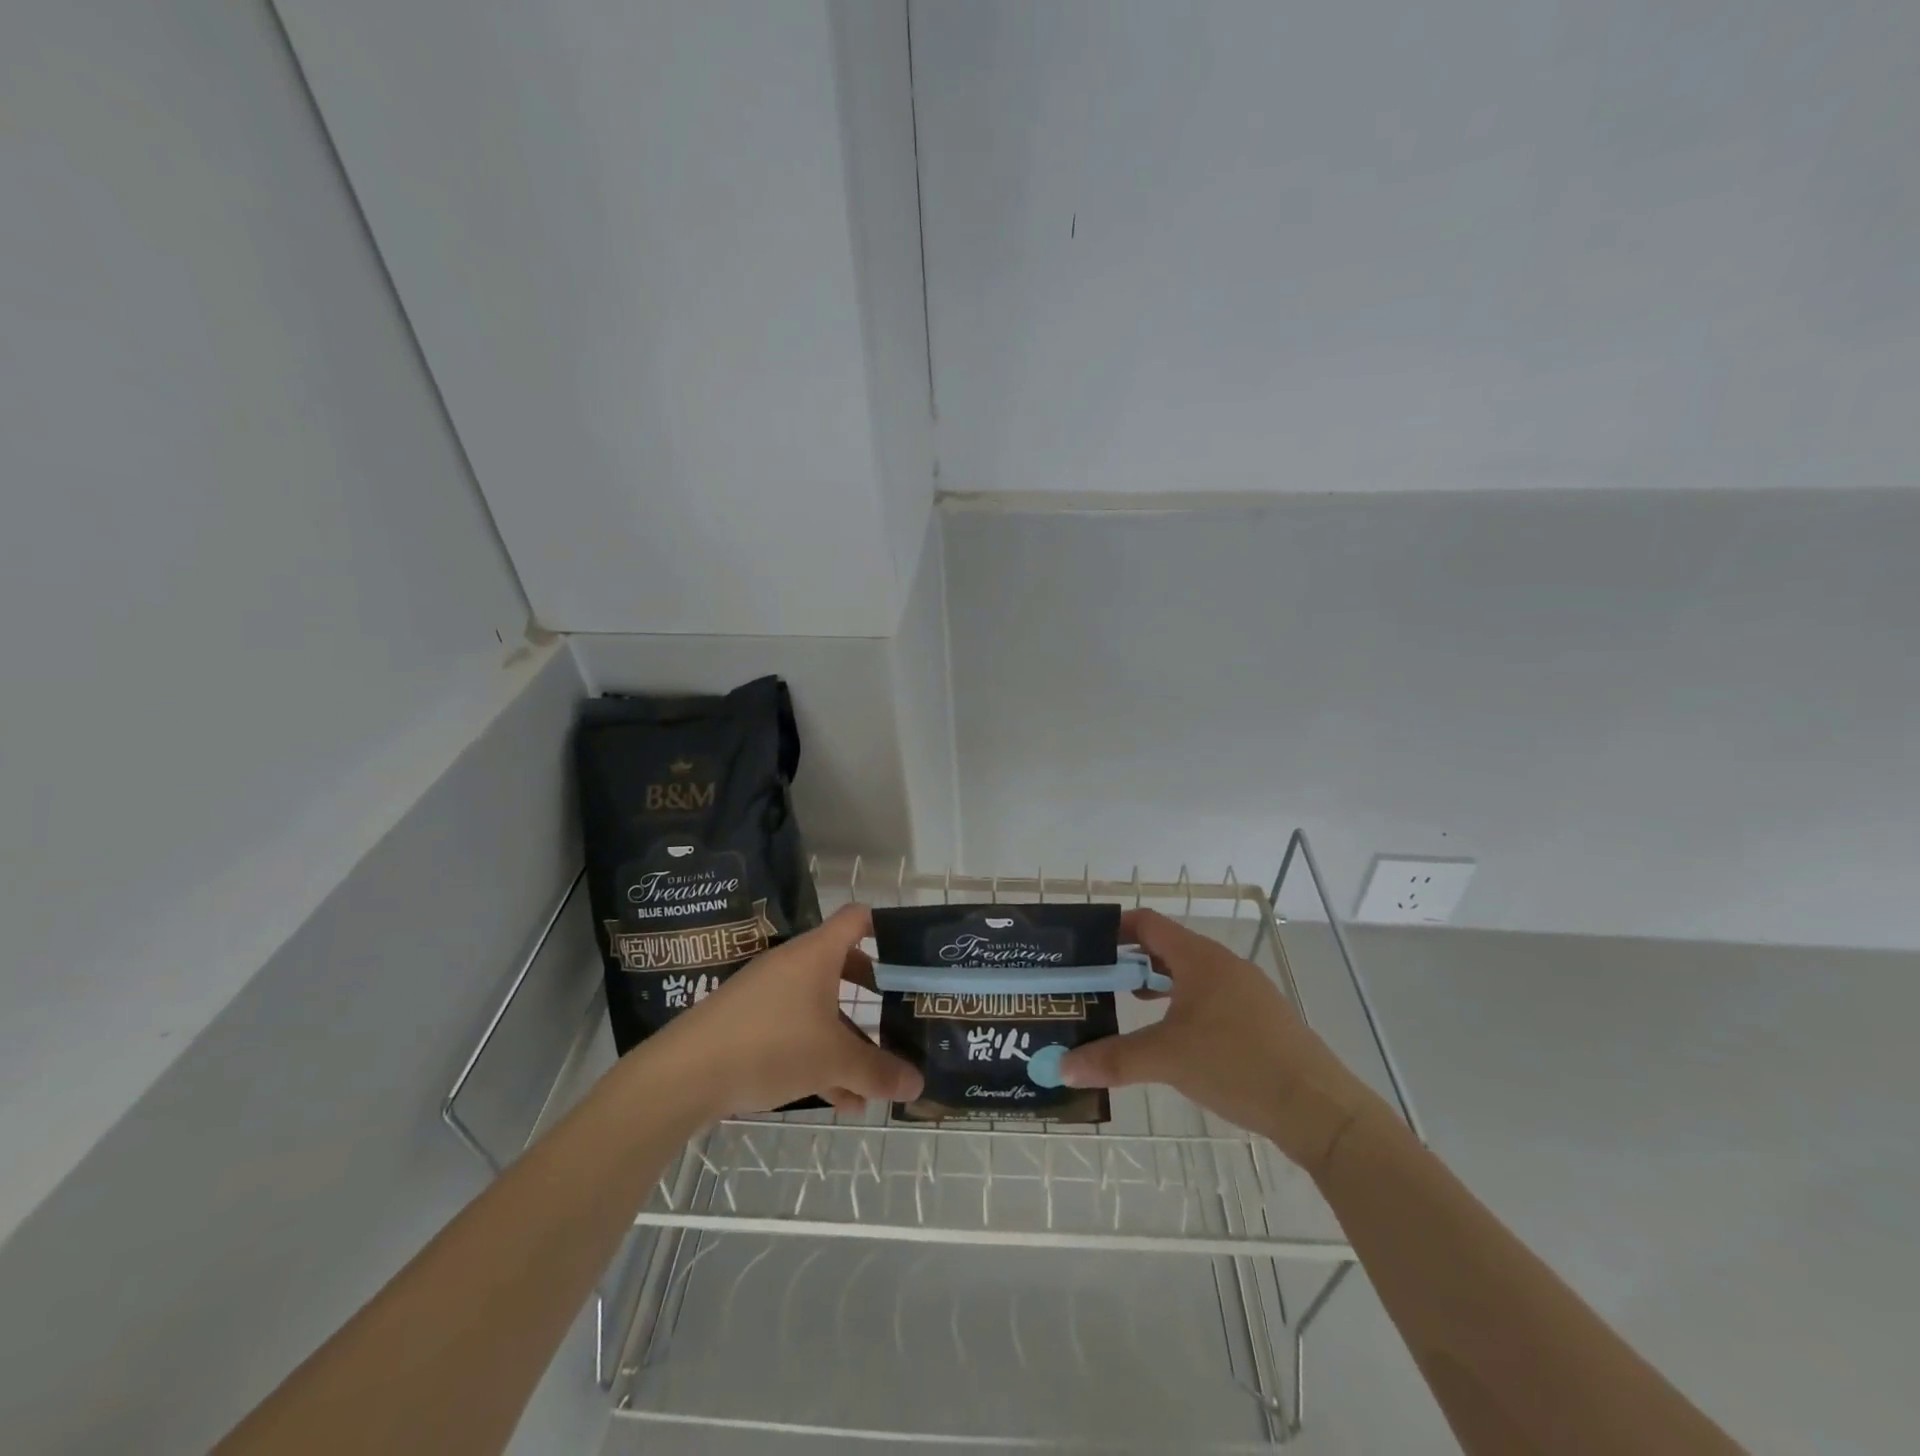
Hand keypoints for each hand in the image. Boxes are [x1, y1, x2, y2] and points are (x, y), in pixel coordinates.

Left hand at [648, 904, 922, 1117]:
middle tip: (899, 1013)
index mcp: (817, 954)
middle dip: (873, 993)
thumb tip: (918, 1084)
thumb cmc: (771, 1044)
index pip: (858, 919)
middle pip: (843, 966)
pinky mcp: (749, 1022)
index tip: (910, 954)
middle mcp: (793, 964)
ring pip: (820, 1007)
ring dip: (848, 1038)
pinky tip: (840, 1101)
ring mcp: (768, 993)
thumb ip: (877, 1071)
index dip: (886, 928)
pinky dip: (819, 1056)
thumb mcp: (833, 1060)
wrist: (684, 1073)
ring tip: (874, 1079)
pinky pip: (796, 1031)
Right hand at [1058, 909, 1376, 1175]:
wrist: (1319, 1109)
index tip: (1084, 948)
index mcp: (1200, 958)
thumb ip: (1113, 1059)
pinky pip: (1208, 997)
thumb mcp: (1167, 1060)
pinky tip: (1172, 1036)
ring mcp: (1245, 991)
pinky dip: (1181, 1004)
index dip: (1113, 929)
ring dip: (1155, 984)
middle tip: (1095, 982)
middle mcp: (1223, 964)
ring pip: (1188, 974)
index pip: (1147, 923)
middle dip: (1128, 961)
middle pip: (1165, 947)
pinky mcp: (1259, 1018)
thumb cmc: (1238, 1065)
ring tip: (1126, 1005)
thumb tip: (1063, 1068)